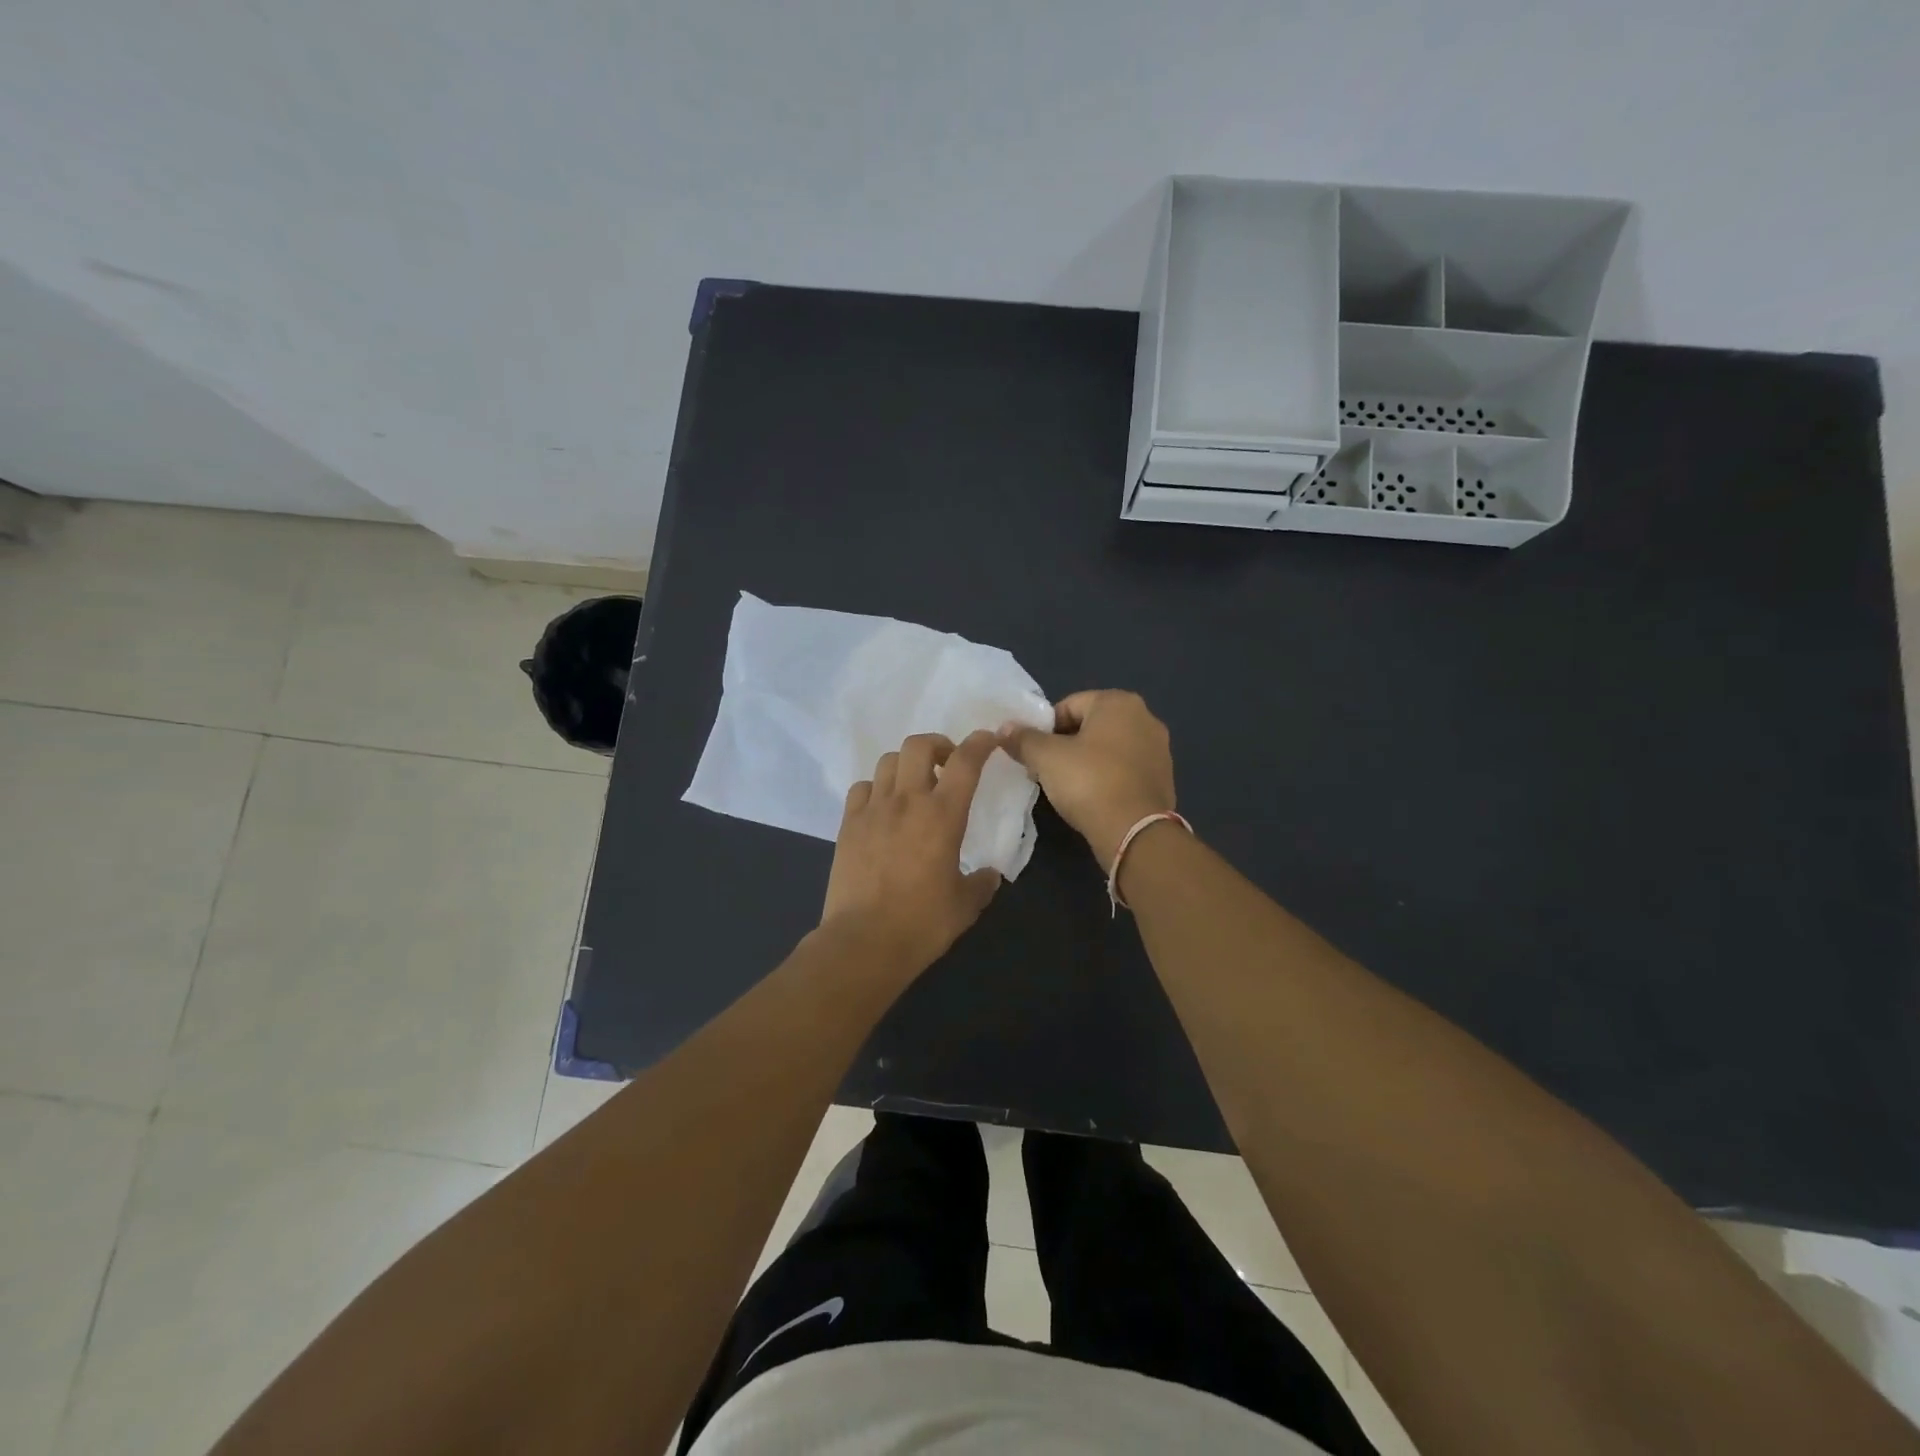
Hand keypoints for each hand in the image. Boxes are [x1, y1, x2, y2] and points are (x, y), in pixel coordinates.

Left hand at [821, 729, 1004, 974]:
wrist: (863, 941)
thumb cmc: (922, 924)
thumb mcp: (965, 906)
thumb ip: (981, 884)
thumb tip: (988, 875)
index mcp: (943, 816)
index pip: (966, 762)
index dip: (980, 743)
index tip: (988, 739)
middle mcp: (907, 802)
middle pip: (919, 746)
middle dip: (938, 745)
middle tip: (947, 765)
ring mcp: (873, 810)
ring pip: (888, 761)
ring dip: (907, 765)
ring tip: (914, 786)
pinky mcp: (848, 824)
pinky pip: (862, 788)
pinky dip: (876, 788)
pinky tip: (882, 808)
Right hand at [1001, 690, 1175, 872]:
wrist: (1134, 831)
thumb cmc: (1089, 782)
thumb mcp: (1046, 758)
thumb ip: (1023, 739)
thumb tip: (1005, 728)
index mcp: (1118, 702)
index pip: (1069, 705)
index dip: (1045, 728)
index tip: (1033, 753)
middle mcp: (1145, 717)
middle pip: (1091, 725)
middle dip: (1066, 744)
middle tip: (1046, 770)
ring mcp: (1159, 748)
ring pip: (1109, 748)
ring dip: (1087, 761)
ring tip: (1067, 787)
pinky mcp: (1163, 777)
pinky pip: (1125, 769)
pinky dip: (1107, 777)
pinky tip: (1093, 798)